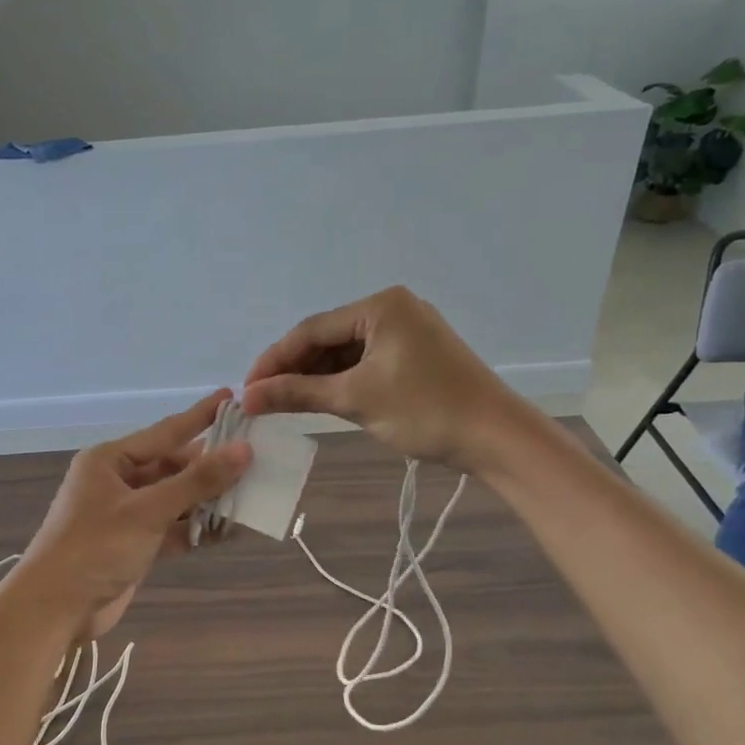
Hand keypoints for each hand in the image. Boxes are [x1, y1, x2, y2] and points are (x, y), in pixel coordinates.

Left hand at [17, 391, 251, 640]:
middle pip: (172, 466)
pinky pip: (171, 527)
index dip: (200, 416)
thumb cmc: (95, 547)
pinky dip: (195, 529)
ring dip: (206, 501)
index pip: (164, 432)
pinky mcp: (133, 544)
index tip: (230, 398)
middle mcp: (116, 481)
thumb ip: (197, 482)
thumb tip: (243, 451)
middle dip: (209, 467)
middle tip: (254, 457)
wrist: (54, 609)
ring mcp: (125, 515)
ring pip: (174, 499)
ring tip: (251, 493)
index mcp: (109, 460)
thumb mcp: (148, 510)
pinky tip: (228, 530)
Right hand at [243, 287, 506, 469]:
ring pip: (346, 352)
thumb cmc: (425, 411)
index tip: (247, 388)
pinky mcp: (416, 354)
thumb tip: (247, 397)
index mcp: (380, 306)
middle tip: (262, 399)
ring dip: (316, 377)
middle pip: (328, 338)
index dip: (275, 360)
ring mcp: (407, 330)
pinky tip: (321, 399)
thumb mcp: (355, 399)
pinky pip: (366, 362)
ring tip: (285, 403)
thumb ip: (298, 393)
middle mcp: (393, 308)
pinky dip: (342, 381)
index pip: (311, 330)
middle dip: (294, 369)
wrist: (497, 437)